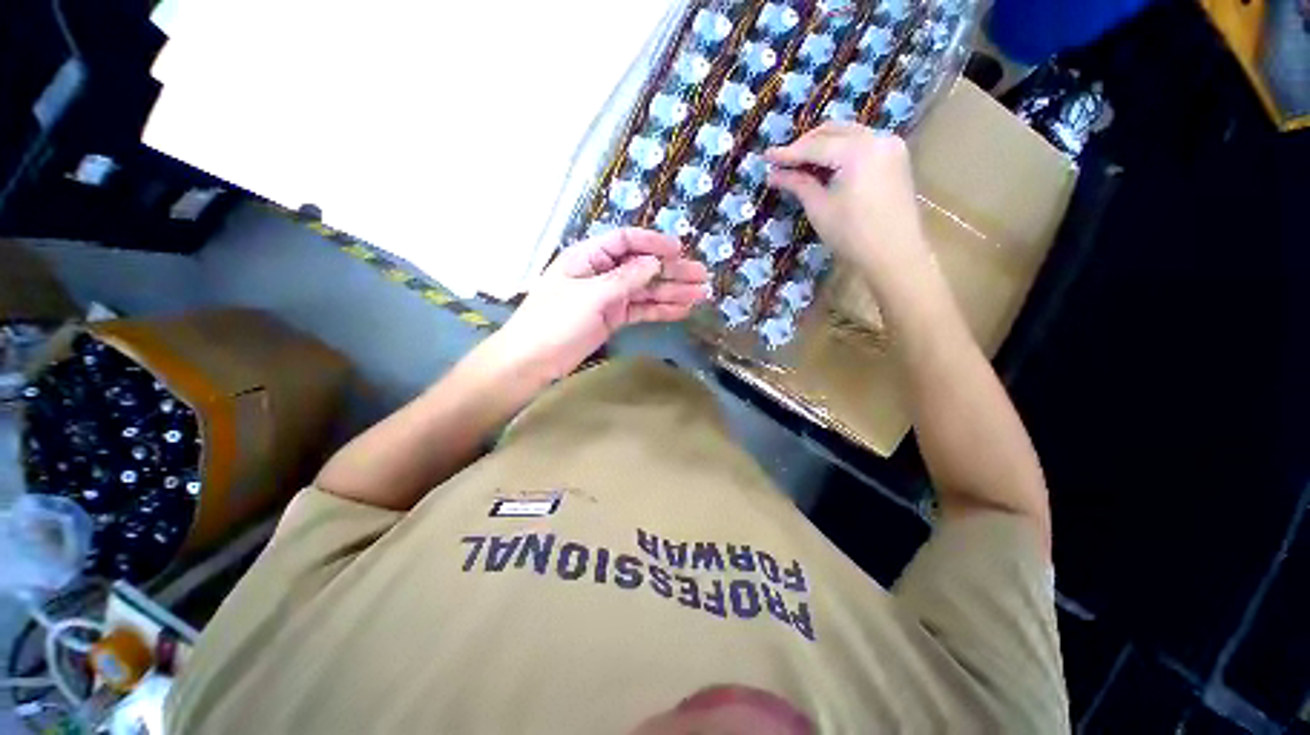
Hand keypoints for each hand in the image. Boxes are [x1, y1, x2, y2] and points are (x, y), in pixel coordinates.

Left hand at [492, 228, 709, 381]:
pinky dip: (660, 309)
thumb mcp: (590, 296)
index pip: (626, 241)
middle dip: (672, 271)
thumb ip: (624, 279)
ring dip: (672, 292)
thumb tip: (655, 263)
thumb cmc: (554, 322)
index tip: (680, 250)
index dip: (653, 243)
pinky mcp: (613, 318)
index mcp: (588, 257)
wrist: (533, 361)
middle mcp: (601, 273)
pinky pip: (641, 310)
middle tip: (702, 276)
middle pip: (642, 267)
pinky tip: (682, 310)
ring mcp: (609, 297)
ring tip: (701, 294)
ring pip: (645, 290)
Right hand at [765, 123, 928, 275]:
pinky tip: (826, 166)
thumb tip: (773, 174)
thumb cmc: (852, 235)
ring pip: (848, 134)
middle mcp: (877, 138)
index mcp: (857, 151)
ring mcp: (890, 145)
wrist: (895, 254)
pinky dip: (841, 150)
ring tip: (801, 164)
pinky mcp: (895, 157)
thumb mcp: (819, 209)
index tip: (766, 156)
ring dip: (823, 145)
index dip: (788, 153)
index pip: (815, 146)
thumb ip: (798, 184)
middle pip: (833, 131)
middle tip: (782, 160)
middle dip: (805, 144)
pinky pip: (862, 143)